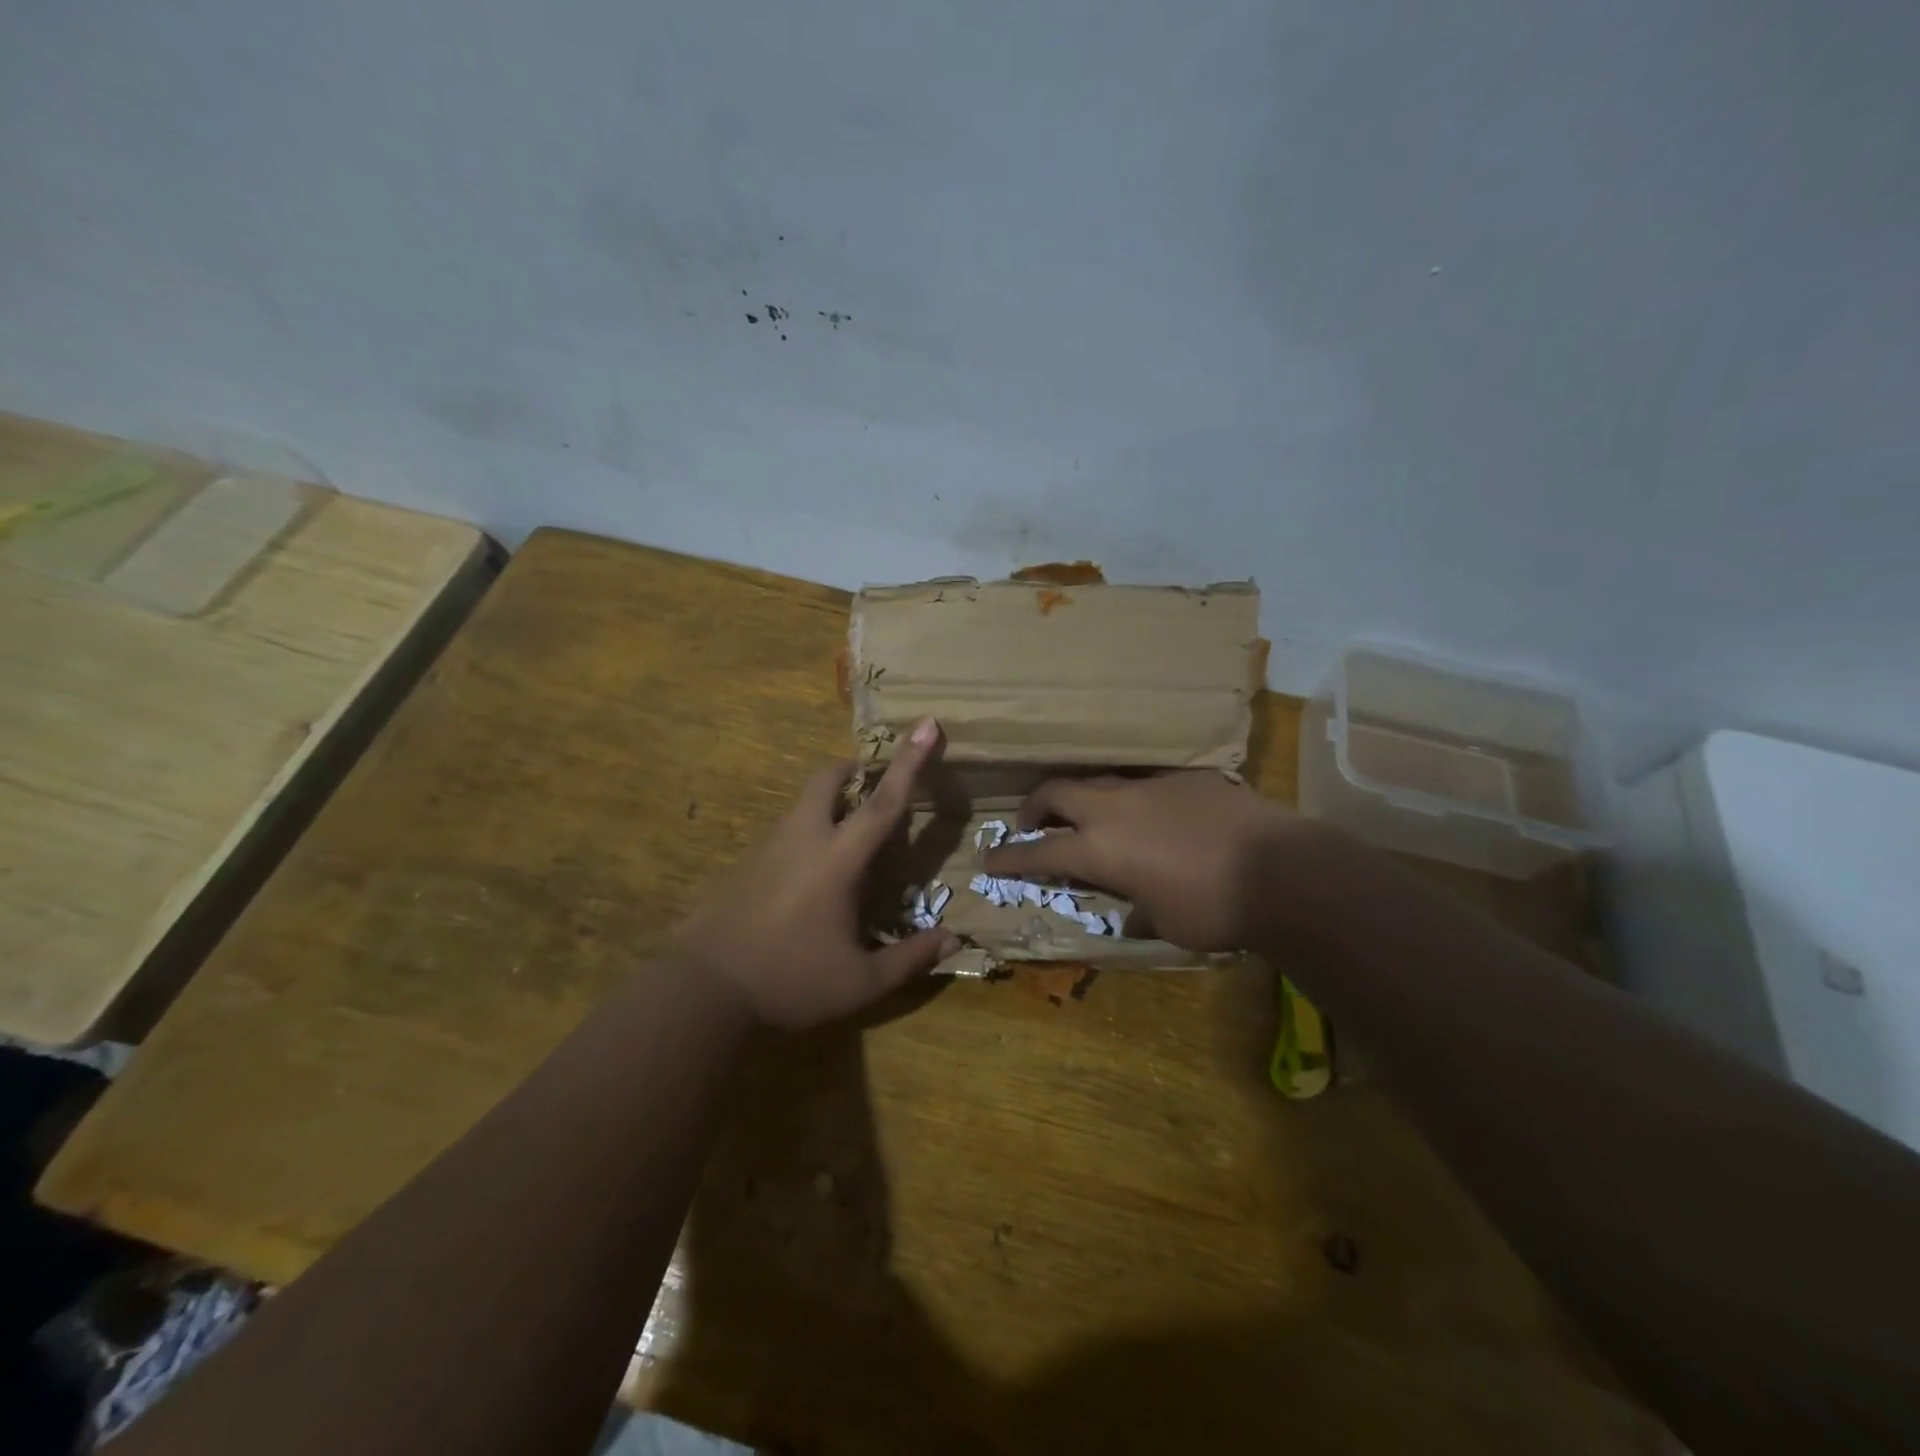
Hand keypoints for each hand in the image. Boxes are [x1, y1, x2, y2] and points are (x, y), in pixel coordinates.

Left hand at [672, 718, 960, 1027]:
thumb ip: (909, 959)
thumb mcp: (859, 983)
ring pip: (802, 803)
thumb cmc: (788, 980)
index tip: (927, 723)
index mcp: (837, 859)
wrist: (701, 990)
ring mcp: (767, 847)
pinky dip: (806, 833)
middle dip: (852, 768)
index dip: (910, 761)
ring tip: (846, 837)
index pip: (884, 802)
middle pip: (827, 779)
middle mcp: (802, 839)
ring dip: (828, 803)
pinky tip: (808, 877)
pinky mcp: (744, 862)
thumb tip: (954, 941)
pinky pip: (784, 831)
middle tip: (871, 782)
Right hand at [981, 771, 1308, 950]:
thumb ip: (1137, 908)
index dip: (1008, 857)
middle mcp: (1114, 810)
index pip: (1038, 852)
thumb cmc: (1216, 910)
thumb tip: (1131, 908)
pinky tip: (1151, 815)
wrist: (1283, 870)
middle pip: (1055, 793)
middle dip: (1034, 808)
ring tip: (1085, 815)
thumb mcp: (1166, 923)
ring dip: (1079, 798)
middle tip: (1030, 824)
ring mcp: (1149, 787)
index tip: (987, 859)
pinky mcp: (1184, 778)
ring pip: (1097, 781)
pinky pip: (1143, 783)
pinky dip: (1130, 799)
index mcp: (1100, 850)